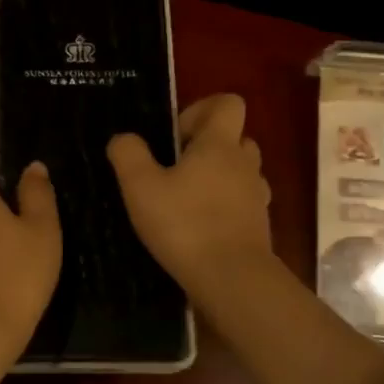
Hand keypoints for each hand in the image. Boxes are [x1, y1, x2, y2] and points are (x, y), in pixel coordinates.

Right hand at [107, 93, 272, 295]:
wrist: (232, 279)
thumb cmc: (185, 225)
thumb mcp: (140, 187)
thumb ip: (128, 154)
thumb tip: (124, 138)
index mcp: (219, 144)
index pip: (227, 103)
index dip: (201, 110)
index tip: (175, 136)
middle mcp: (244, 163)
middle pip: (235, 138)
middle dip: (207, 147)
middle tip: (175, 169)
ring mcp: (257, 196)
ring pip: (240, 172)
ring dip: (217, 178)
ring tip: (185, 200)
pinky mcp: (259, 226)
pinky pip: (242, 204)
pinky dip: (224, 208)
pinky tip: (199, 227)